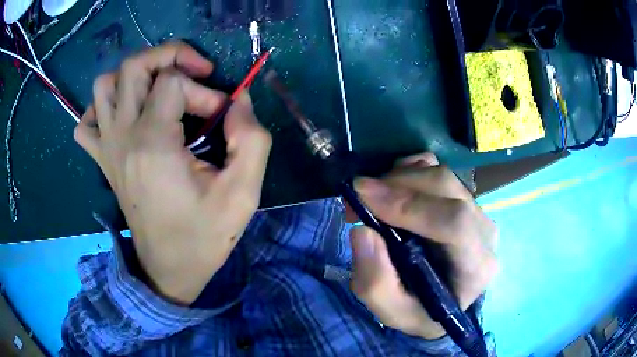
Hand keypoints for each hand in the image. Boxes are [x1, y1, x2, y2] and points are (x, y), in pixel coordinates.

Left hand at [75, 41, 271, 303]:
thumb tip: (239, 100)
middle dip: (170, 56)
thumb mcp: (243, 194)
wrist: (169, 270)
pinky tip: (124, 116)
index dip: (204, 90)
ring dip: (134, 76)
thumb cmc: (204, 237)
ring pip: (105, 85)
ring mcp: (107, 148)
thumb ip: (251, 140)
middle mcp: (122, 138)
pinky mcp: (102, 161)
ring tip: (159, 89)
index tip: (221, 118)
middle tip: (194, 73)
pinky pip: (87, 121)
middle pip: (134, 66)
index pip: (174, 83)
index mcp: (152, 144)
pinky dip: (103, 108)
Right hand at [349, 153, 497, 339]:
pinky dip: (408, 170)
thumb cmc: (421, 310)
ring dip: (398, 178)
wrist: (443, 297)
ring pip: (439, 174)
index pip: (455, 223)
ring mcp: (477, 209)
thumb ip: (376, 283)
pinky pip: (437, 168)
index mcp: (476, 266)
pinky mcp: (464, 196)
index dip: (409, 205)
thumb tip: (363, 231)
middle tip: (356, 197)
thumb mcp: (393, 312)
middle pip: (446, 188)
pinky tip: (392, 189)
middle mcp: (484, 231)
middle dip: (395, 185)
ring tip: (370, 198)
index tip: (363, 195)